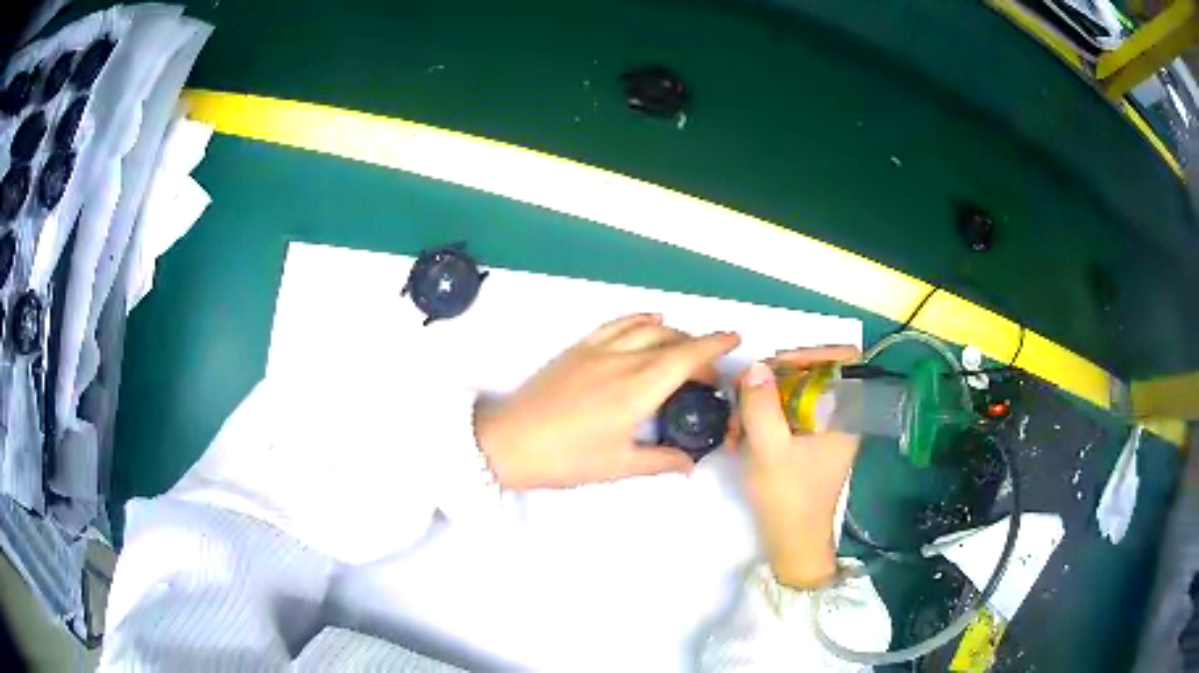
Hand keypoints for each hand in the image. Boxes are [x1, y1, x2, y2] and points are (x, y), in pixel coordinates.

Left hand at [475, 313, 740, 489]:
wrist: (508, 442)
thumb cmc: (566, 458)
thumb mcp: (618, 465)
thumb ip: (660, 461)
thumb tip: (691, 465)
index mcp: (638, 388)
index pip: (686, 356)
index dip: (715, 344)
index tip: (735, 338)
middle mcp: (622, 360)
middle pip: (671, 340)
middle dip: (698, 348)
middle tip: (709, 374)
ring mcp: (597, 349)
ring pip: (646, 327)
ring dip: (673, 333)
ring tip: (684, 348)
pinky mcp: (577, 348)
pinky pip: (616, 324)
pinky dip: (639, 319)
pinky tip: (650, 322)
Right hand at [737, 346, 860, 589]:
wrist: (791, 543)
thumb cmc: (788, 499)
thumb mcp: (769, 450)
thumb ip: (762, 406)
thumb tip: (755, 366)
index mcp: (845, 414)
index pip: (844, 360)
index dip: (812, 353)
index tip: (776, 365)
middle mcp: (839, 416)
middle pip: (811, 374)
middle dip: (773, 383)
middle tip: (743, 396)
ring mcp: (822, 430)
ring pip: (793, 395)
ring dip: (761, 404)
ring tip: (736, 427)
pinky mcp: (806, 443)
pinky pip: (785, 415)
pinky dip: (762, 420)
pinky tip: (740, 439)